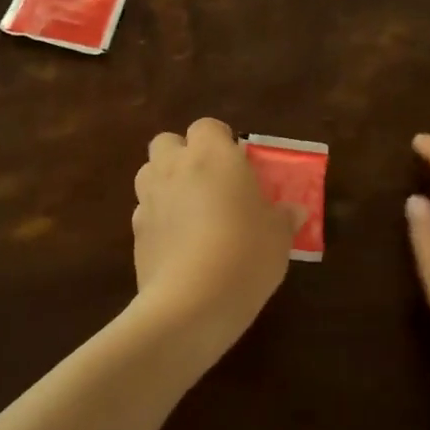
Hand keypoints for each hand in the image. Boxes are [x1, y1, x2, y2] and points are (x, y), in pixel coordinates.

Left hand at [132, 118, 300, 350]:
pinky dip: (159, 219)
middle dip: (183, 155)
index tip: (237, 163)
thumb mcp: (279, 236)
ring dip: (165, 183)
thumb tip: (294, 211)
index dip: (220, 140)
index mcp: (213, 156)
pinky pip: (145, 212)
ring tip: (190, 211)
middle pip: (167, 142)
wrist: (192, 303)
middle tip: (209, 182)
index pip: (207, 126)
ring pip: (148, 173)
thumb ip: (284, 217)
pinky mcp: (135, 232)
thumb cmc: (246, 254)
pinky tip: (178, 245)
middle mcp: (175, 168)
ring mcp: (149, 199)